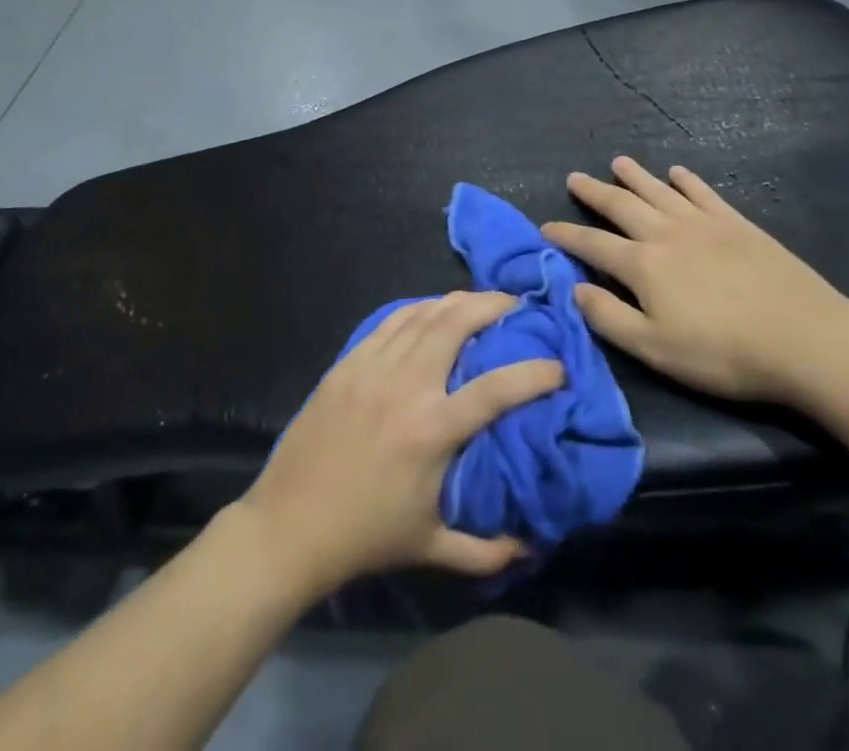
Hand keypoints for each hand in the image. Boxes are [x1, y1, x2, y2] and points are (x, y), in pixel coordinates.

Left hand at [240, 292, 563, 596]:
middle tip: (514, 305)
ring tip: (478, 300)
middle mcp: (405, 385)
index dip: (534, 373)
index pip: (496, 389)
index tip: (558, 367)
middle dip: (491, 305)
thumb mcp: (432, 548)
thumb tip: (533, 546)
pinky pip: (388, 321)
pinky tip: (429, 310)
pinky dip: (416, 309)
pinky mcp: (347, 362)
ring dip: (455, 301)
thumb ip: (487, 549)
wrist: (290, 523)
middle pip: (455, 323)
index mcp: (432, 429)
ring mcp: (372, 367)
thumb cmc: (365, 537)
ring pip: (422, 314)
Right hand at [543, 157, 848, 405]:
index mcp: (642, 265)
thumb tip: (574, 288)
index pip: (592, 244)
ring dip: (634, 176)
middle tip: (574, 177)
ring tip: (617, 162)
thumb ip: (609, 318)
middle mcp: (665, 233)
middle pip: (621, 205)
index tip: (545, 227)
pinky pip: (703, 193)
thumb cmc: (724, 353)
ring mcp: (703, 224)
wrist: (805, 339)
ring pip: (658, 191)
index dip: (566, 235)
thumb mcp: (655, 349)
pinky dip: (687, 181)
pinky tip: (678, 173)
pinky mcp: (737, 224)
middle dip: (594, 192)